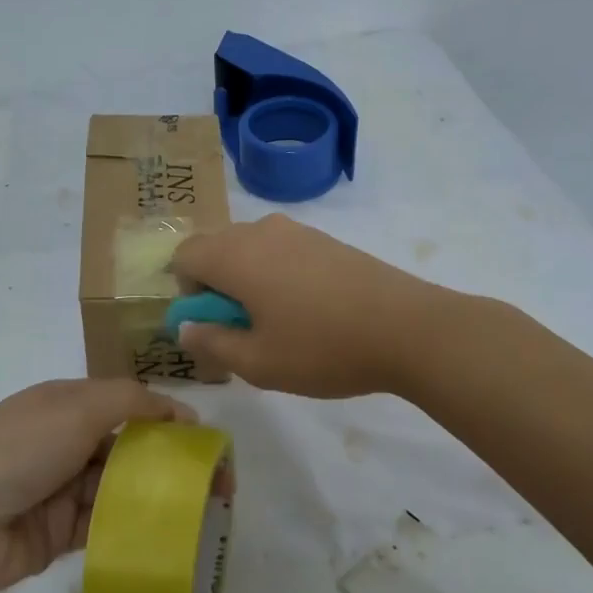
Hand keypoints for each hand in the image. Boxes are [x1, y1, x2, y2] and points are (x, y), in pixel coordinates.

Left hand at [0, 380, 194, 592]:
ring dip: (156, 496)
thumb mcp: (75, 407)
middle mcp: (66, 441)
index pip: (127, 403)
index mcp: (66, 403)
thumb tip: (177, 410)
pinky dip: (132, 527)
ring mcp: (62, 488)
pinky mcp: (60, 533)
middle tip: (215, 486)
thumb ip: (130, 401)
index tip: (204, 440)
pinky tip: (166, 536)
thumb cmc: (20, 449)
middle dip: (169, 461)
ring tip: (201, 513)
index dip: (166, 417)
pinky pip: (105, 525)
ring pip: (120, 487)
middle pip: (128, 447)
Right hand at [171, 214, 442, 396]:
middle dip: (217, 285)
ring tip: (281, 322)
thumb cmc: (323, 348)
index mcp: (235, 255)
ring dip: (248, 279)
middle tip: (245, 329)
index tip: (216, 324)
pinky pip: (281, 249)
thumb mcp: (257, 362)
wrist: (408, 328)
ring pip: (250, 248)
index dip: (187, 292)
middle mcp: (260, 231)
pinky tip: (310, 310)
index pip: (184, 255)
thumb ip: (211, 343)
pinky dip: (277, 273)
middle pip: (216, 248)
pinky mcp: (325, 239)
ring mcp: (297, 230)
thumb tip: (185, 327)